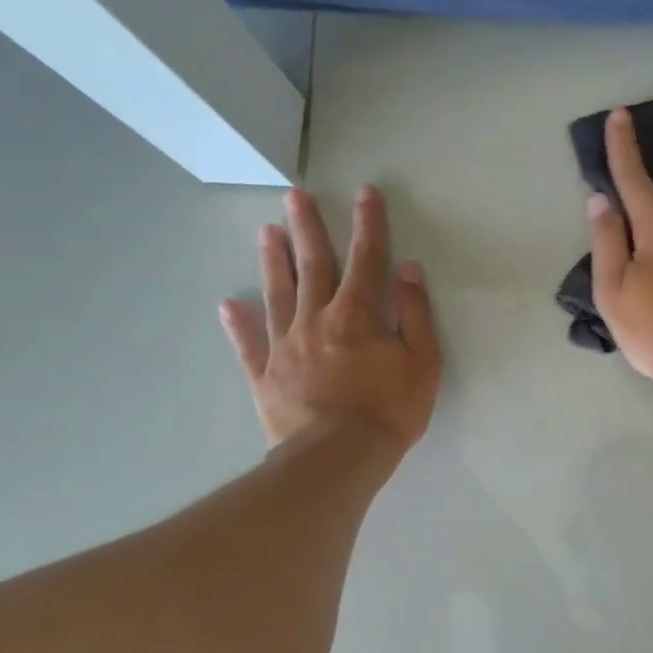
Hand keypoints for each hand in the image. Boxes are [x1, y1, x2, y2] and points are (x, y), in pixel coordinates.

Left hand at [220, 186, 441, 453]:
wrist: (338, 458)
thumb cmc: (389, 411)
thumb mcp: (423, 362)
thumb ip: (415, 313)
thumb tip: (407, 269)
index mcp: (357, 315)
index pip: (366, 259)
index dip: (368, 224)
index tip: (365, 193)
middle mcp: (316, 319)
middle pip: (313, 265)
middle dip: (308, 228)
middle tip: (295, 195)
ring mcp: (285, 346)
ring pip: (278, 293)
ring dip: (274, 261)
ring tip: (267, 233)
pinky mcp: (265, 375)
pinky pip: (249, 344)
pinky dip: (239, 323)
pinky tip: (229, 304)